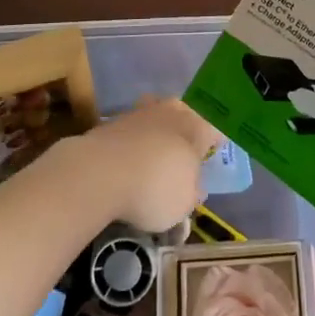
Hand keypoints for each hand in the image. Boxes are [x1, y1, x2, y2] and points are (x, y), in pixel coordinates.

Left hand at [76, 97, 219, 231]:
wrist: (98, 173)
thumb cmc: (154, 188)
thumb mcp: (184, 204)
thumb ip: (192, 192)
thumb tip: (193, 187)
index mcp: (196, 127)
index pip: (215, 128)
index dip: (216, 142)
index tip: (213, 154)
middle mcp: (171, 111)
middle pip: (185, 115)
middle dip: (186, 132)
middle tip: (185, 154)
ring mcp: (140, 113)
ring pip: (157, 117)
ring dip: (158, 133)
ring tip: (155, 158)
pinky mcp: (113, 122)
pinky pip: (133, 130)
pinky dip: (134, 143)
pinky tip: (129, 163)